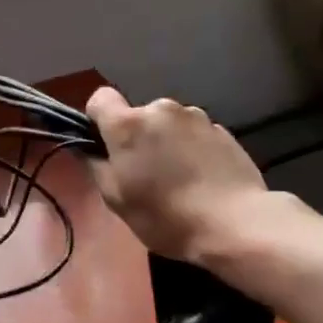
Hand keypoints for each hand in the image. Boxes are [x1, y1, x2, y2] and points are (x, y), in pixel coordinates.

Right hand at [83, 87, 284, 268]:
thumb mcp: (115, 199)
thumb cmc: (164, 215)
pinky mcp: (223, 130)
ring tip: (178, 178)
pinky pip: (195, 134)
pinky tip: (202, 179)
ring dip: (167, 142)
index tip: (105, 147)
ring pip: (168, 124)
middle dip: (137, 137)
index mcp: (128, 124)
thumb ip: (95, 166)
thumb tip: (87, 149)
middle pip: (137, 115)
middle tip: (145, 173)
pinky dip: (192, 149)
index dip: (98, 120)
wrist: (235, 224)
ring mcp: (196, 117)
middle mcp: (161, 109)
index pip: (100, 99)